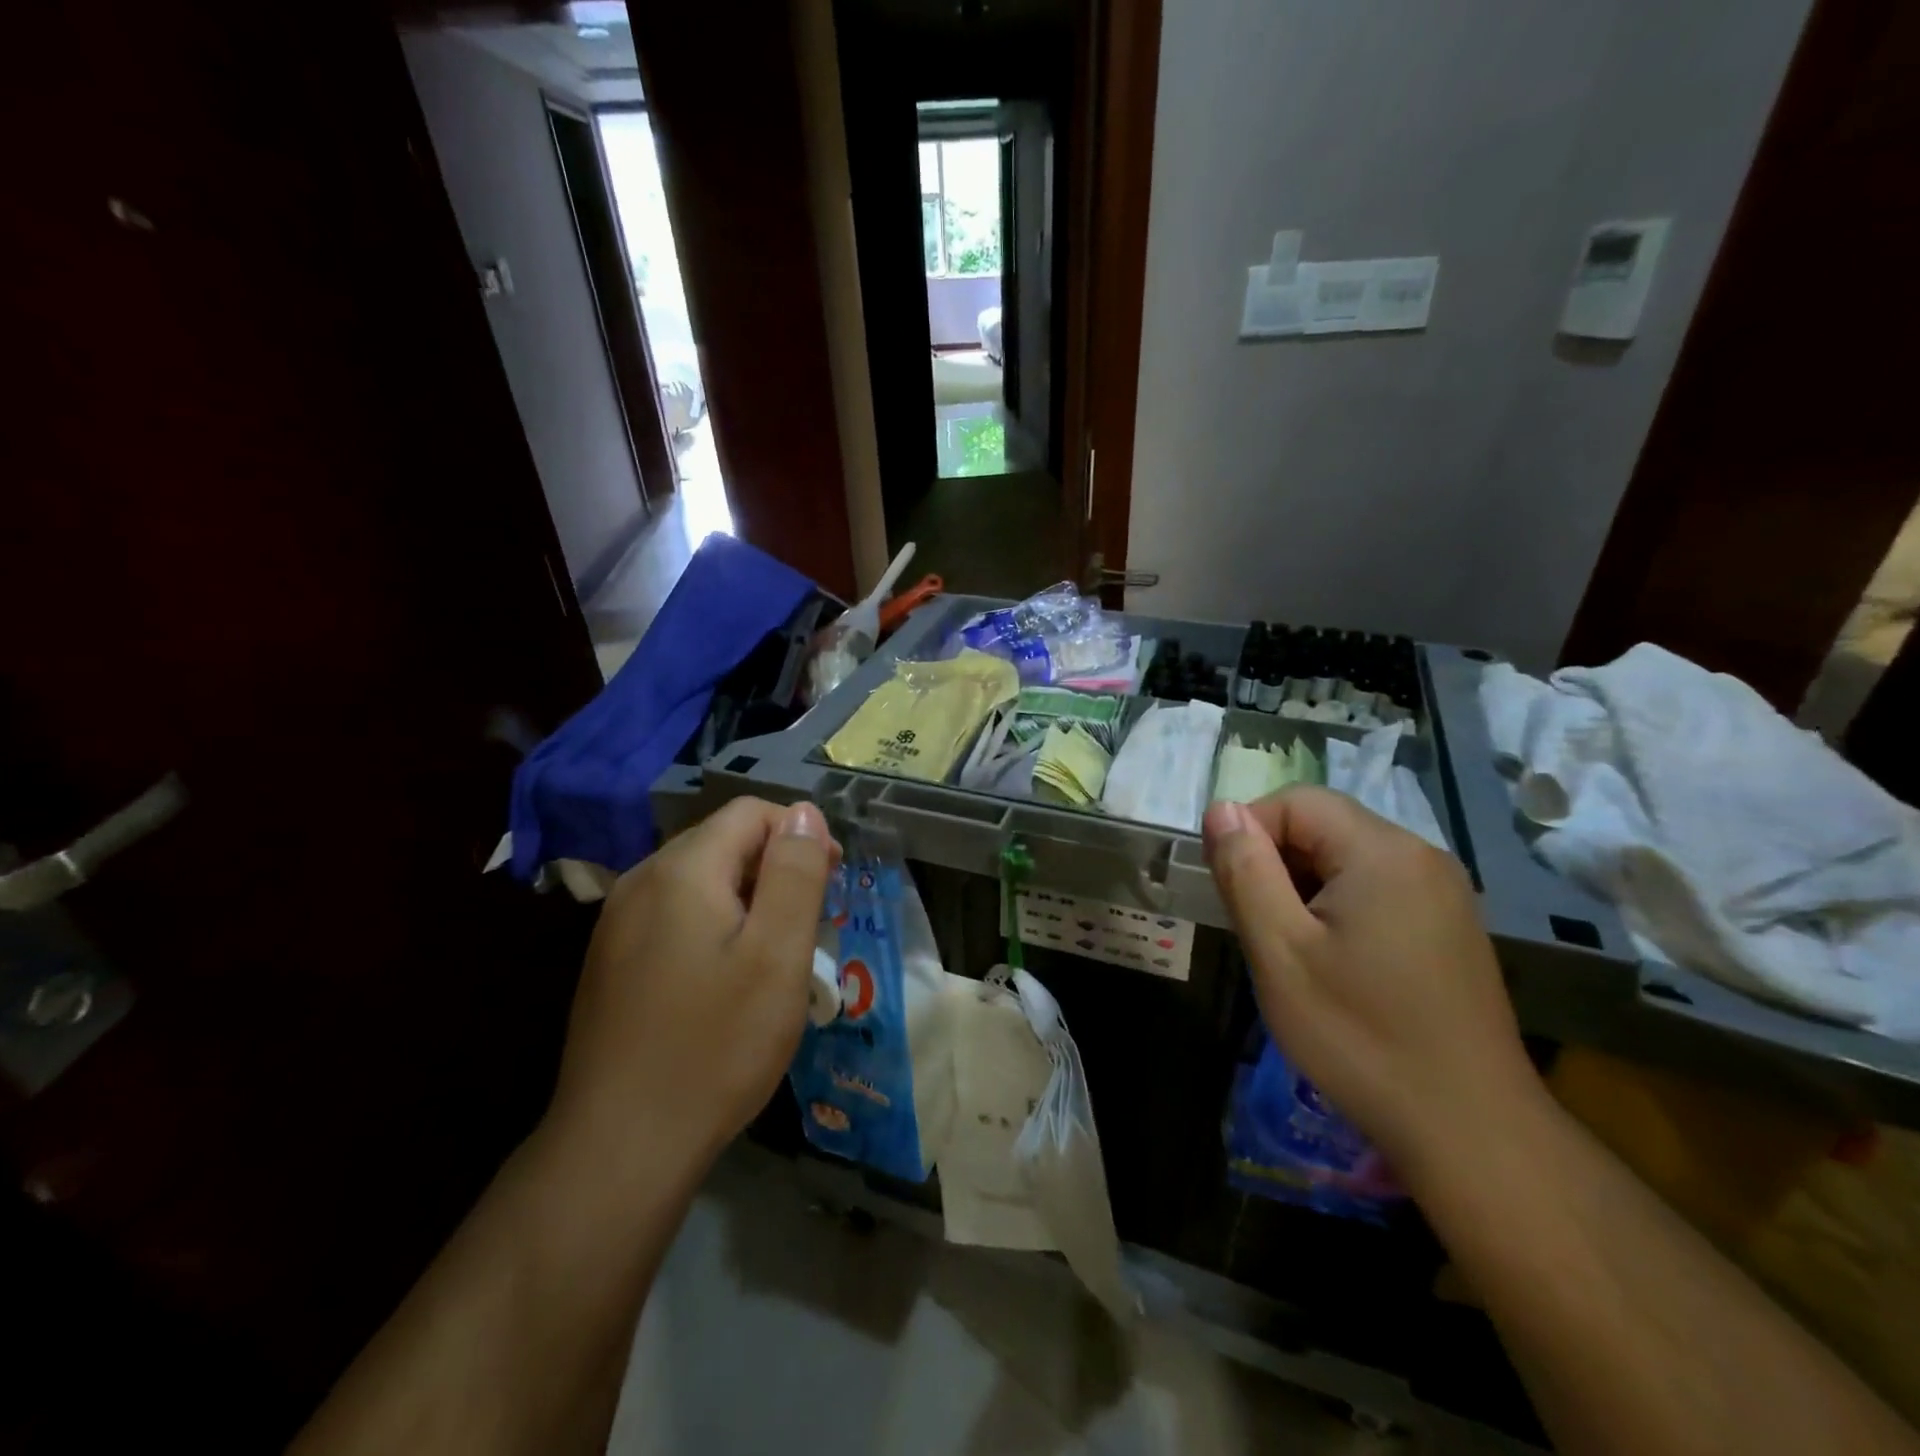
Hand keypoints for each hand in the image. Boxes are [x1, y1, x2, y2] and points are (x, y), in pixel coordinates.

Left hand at [544, 798, 839, 1178]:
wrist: (620, 1145)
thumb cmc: (716, 1044)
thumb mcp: (777, 954)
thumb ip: (794, 873)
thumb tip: (803, 812)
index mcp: (682, 869)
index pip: (750, 813)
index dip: (799, 834)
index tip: (830, 881)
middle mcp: (641, 880)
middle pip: (722, 841)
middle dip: (774, 867)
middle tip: (808, 924)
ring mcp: (617, 922)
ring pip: (698, 880)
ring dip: (745, 898)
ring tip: (773, 953)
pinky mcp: (610, 960)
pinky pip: (673, 915)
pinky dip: (712, 925)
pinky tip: (724, 978)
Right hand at [1202, 788, 1540, 1192]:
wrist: (1470, 1131)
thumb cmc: (1360, 1037)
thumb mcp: (1280, 951)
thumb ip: (1245, 871)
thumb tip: (1222, 809)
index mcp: (1383, 852)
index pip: (1296, 801)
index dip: (1249, 832)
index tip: (1229, 890)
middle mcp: (1421, 856)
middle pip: (1324, 825)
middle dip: (1275, 862)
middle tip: (1258, 927)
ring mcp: (1443, 892)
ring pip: (1346, 858)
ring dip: (1303, 887)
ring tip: (1292, 950)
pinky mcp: (1449, 925)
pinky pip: (1376, 888)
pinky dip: (1337, 907)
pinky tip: (1334, 963)